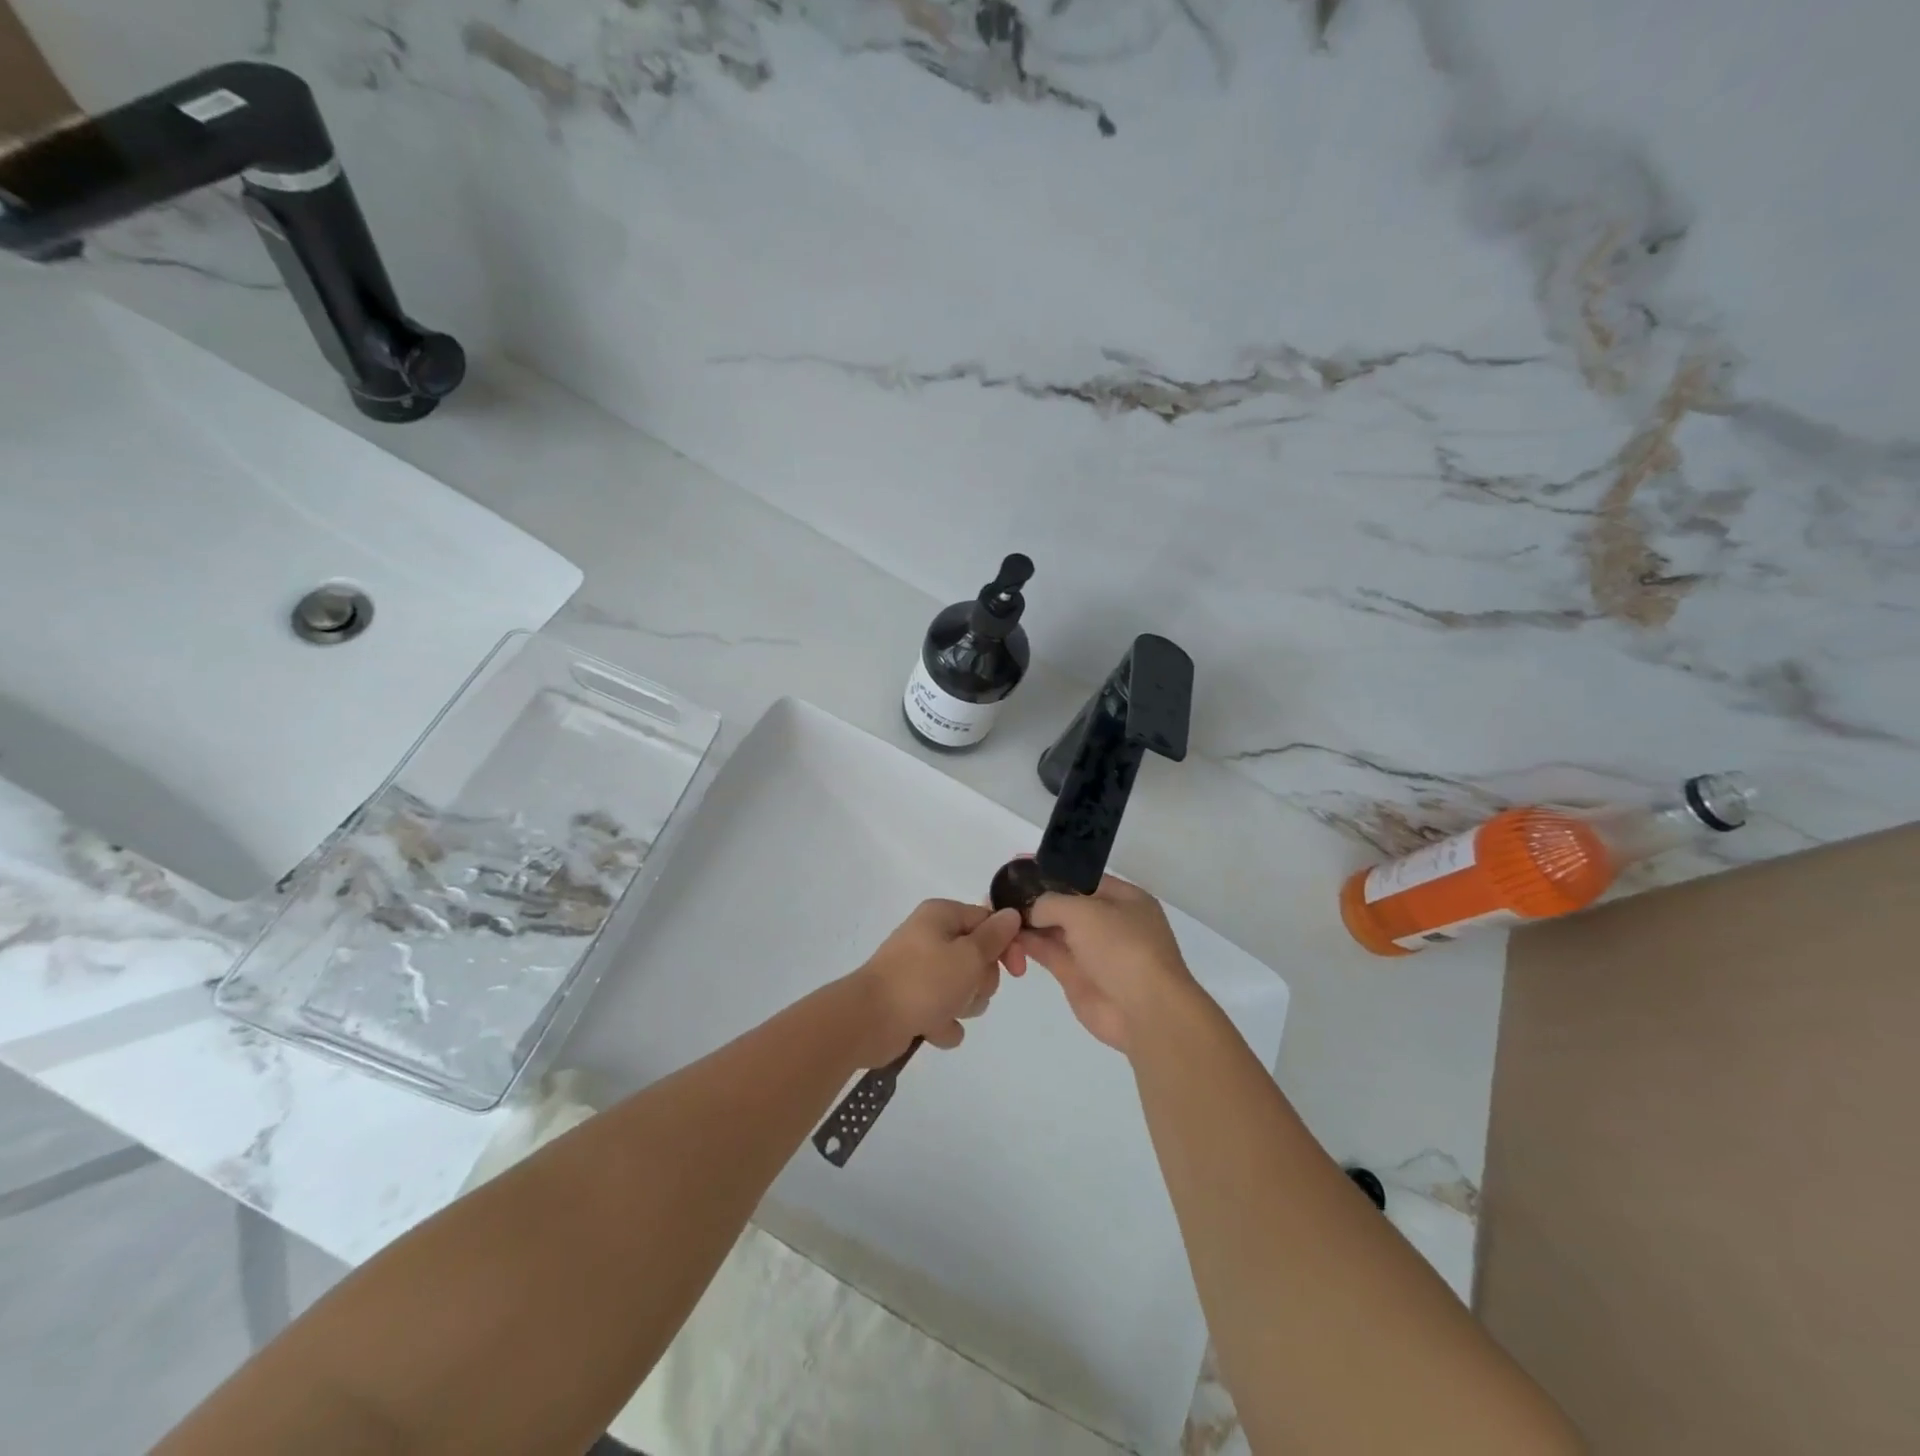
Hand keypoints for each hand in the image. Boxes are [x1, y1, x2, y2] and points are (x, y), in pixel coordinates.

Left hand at [848, 899, 1023, 1065]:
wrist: (869, 1021)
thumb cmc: (923, 981)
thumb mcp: (969, 956)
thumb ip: (995, 937)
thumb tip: (1011, 914)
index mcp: (941, 916)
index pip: (988, 922)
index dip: (1006, 946)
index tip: (1016, 971)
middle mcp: (931, 938)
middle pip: (979, 959)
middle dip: (980, 982)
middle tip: (965, 990)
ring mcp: (921, 971)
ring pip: (965, 989)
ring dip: (962, 1006)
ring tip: (944, 1011)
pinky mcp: (914, 1001)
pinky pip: (945, 1012)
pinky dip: (942, 1023)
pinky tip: (929, 1028)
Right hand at [1014, 875, 1194, 1053]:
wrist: (1145, 1012)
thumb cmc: (1122, 948)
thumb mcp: (1085, 911)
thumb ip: (1051, 903)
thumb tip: (1030, 910)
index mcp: (1124, 899)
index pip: (1081, 878)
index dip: (1051, 871)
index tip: (1019, 865)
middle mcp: (1109, 922)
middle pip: (1065, 905)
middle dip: (1035, 899)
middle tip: (1000, 893)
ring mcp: (1093, 951)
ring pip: (1053, 930)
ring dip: (1028, 922)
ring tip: (997, 913)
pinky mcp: (1077, 977)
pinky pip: (1049, 953)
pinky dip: (1029, 944)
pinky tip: (1008, 937)